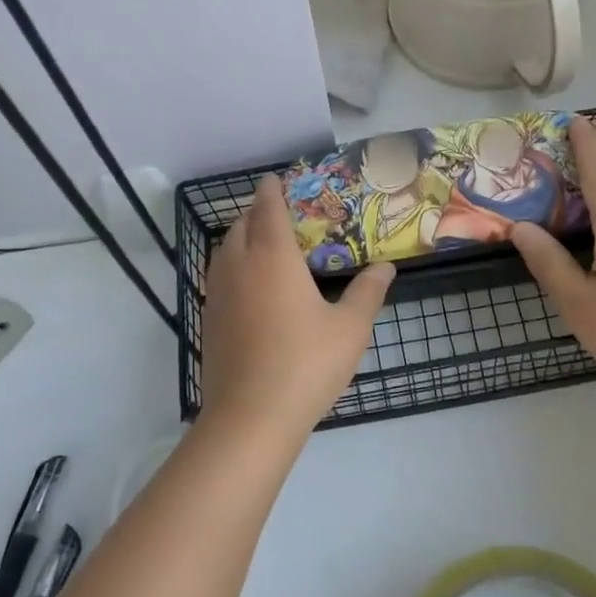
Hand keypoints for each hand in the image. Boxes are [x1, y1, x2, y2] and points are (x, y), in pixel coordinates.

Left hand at [199, 176, 394, 438]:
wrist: (251, 417)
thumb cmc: (307, 364)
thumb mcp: (350, 328)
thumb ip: (368, 293)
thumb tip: (386, 268)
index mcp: (273, 257)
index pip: (267, 209)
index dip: (272, 191)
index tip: (276, 179)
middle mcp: (239, 266)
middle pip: (241, 225)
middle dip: (257, 212)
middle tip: (279, 213)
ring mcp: (218, 294)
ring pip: (224, 251)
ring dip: (241, 238)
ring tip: (263, 244)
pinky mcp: (209, 320)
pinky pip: (218, 277)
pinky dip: (232, 266)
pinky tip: (250, 286)